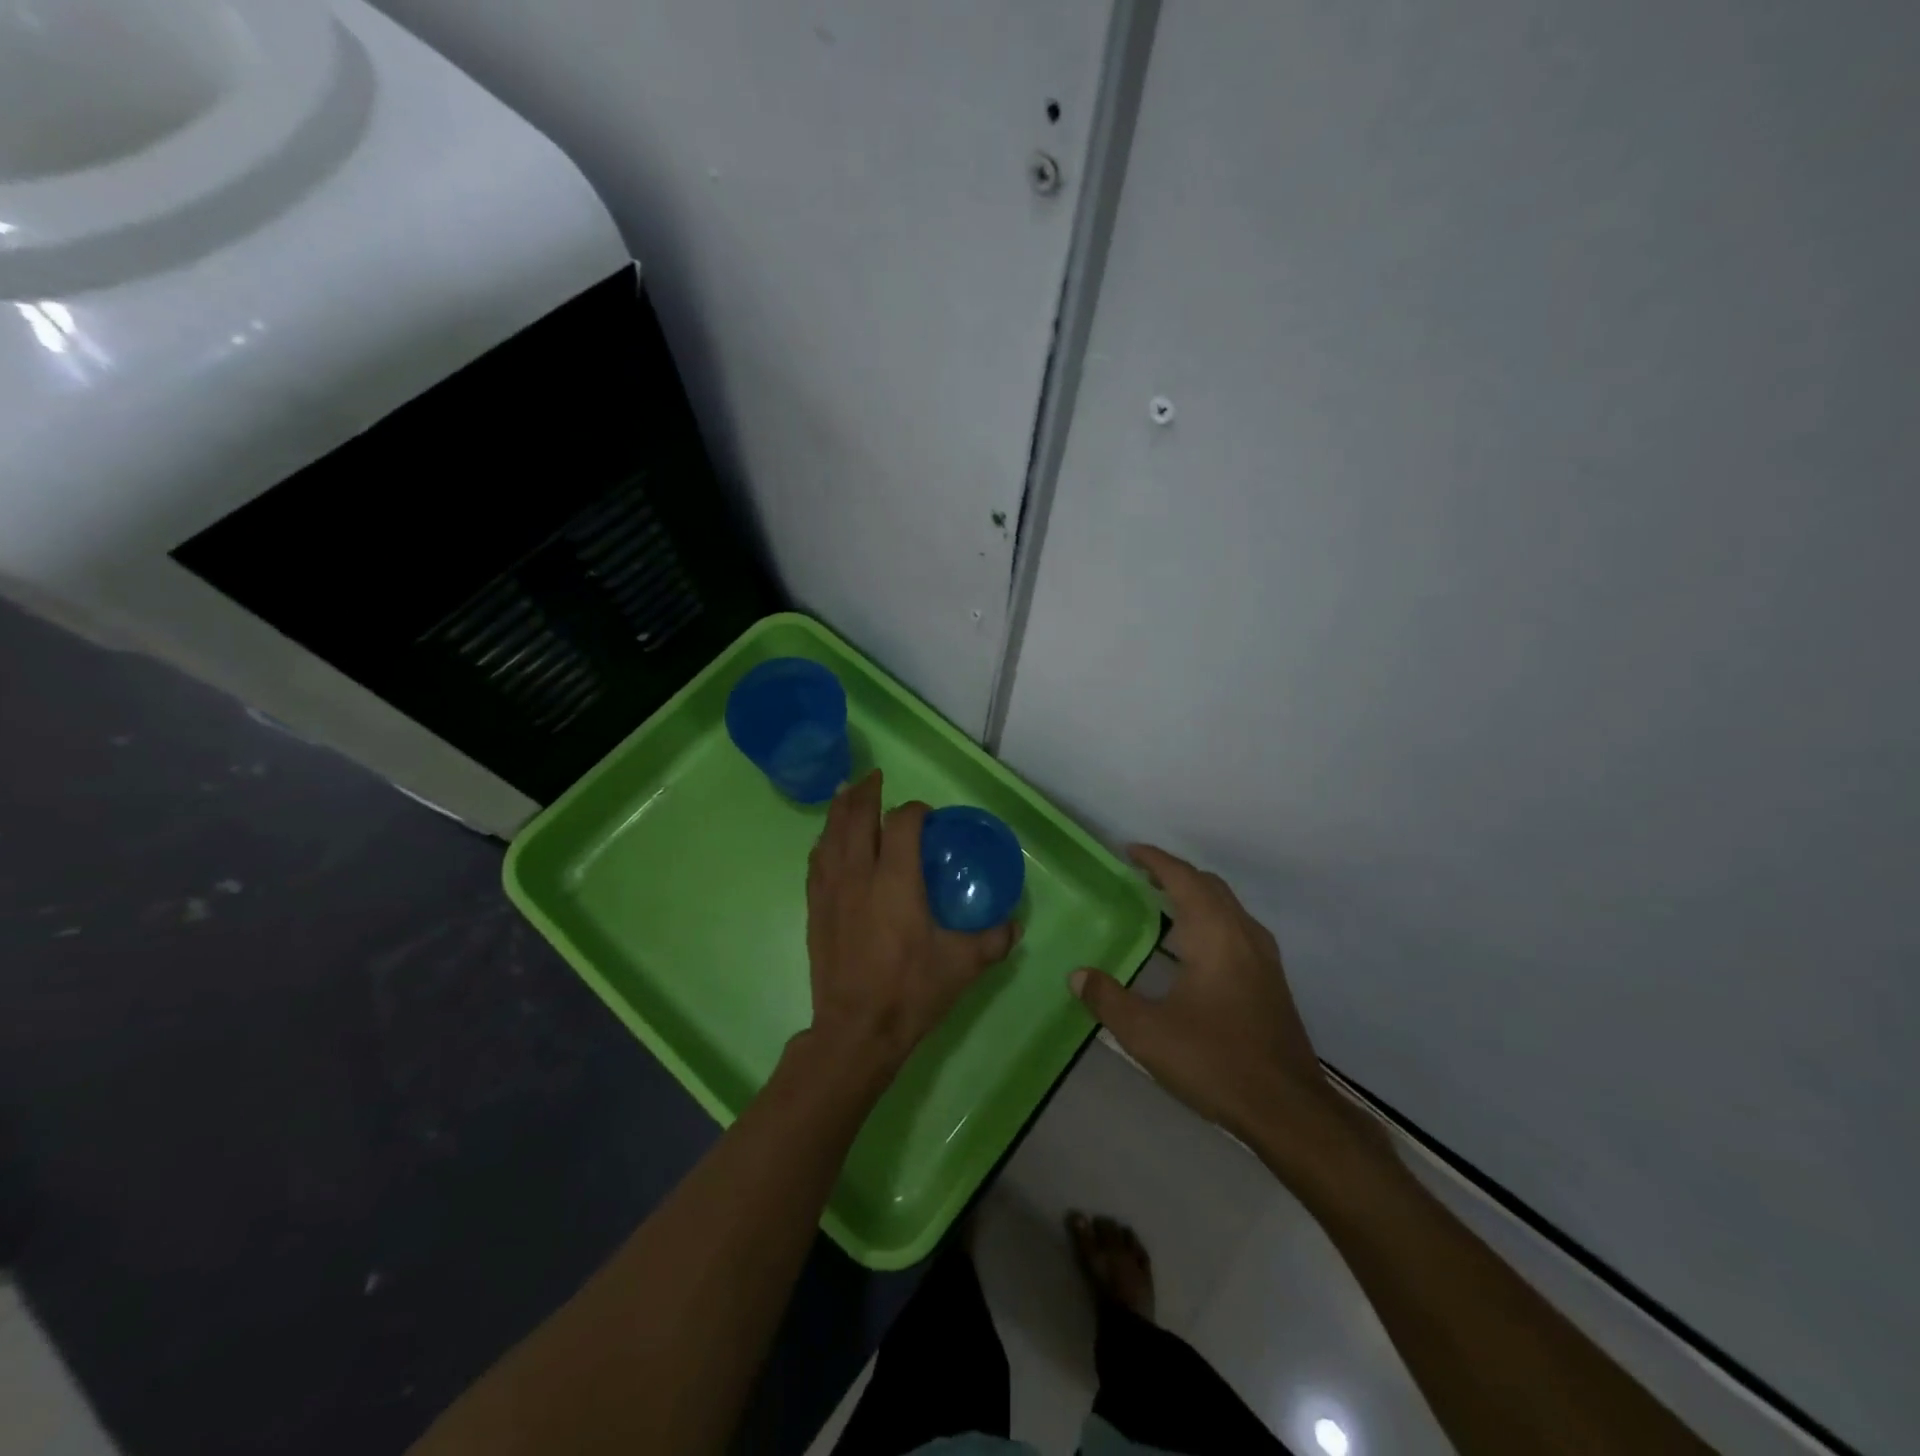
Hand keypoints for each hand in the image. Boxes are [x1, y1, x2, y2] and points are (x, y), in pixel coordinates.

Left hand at [804, 772, 1019, 1079]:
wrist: (855, 1030)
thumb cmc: (911, 992)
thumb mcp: (963, 966)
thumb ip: (993, 939)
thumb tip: (1014, 923)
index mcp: (896, 880)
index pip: (902, 823)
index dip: (915, 810)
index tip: (927, 815)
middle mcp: (859, 875)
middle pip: (856, 817)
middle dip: (866, 793)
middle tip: (875, 777)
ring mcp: (831, 891)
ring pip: (830, 835)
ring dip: (839, 809)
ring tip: (846, 792)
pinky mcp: (815, 910)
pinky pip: (815, 862)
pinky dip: (824, 842)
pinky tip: (826, 841)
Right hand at [1070, 845, 1376, 1181]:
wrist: (1288, 1109)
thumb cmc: (1215, 1060)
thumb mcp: (1147, 1033)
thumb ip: (1108, 999)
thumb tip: (1078, 975)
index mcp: (1215, 934)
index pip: (1183, 879)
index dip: (1155, 860)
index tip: (1129, 851)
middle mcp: (1243, 934)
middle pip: (1209, 886)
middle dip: (1175, 874)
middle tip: (1141, 876)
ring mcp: (1263, 957)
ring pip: (1227, 907)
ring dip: (1195, 896)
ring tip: (1163, 905)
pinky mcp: (1271, 980)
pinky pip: (1237, 928)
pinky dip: (1210, 919)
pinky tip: (1194, 948)